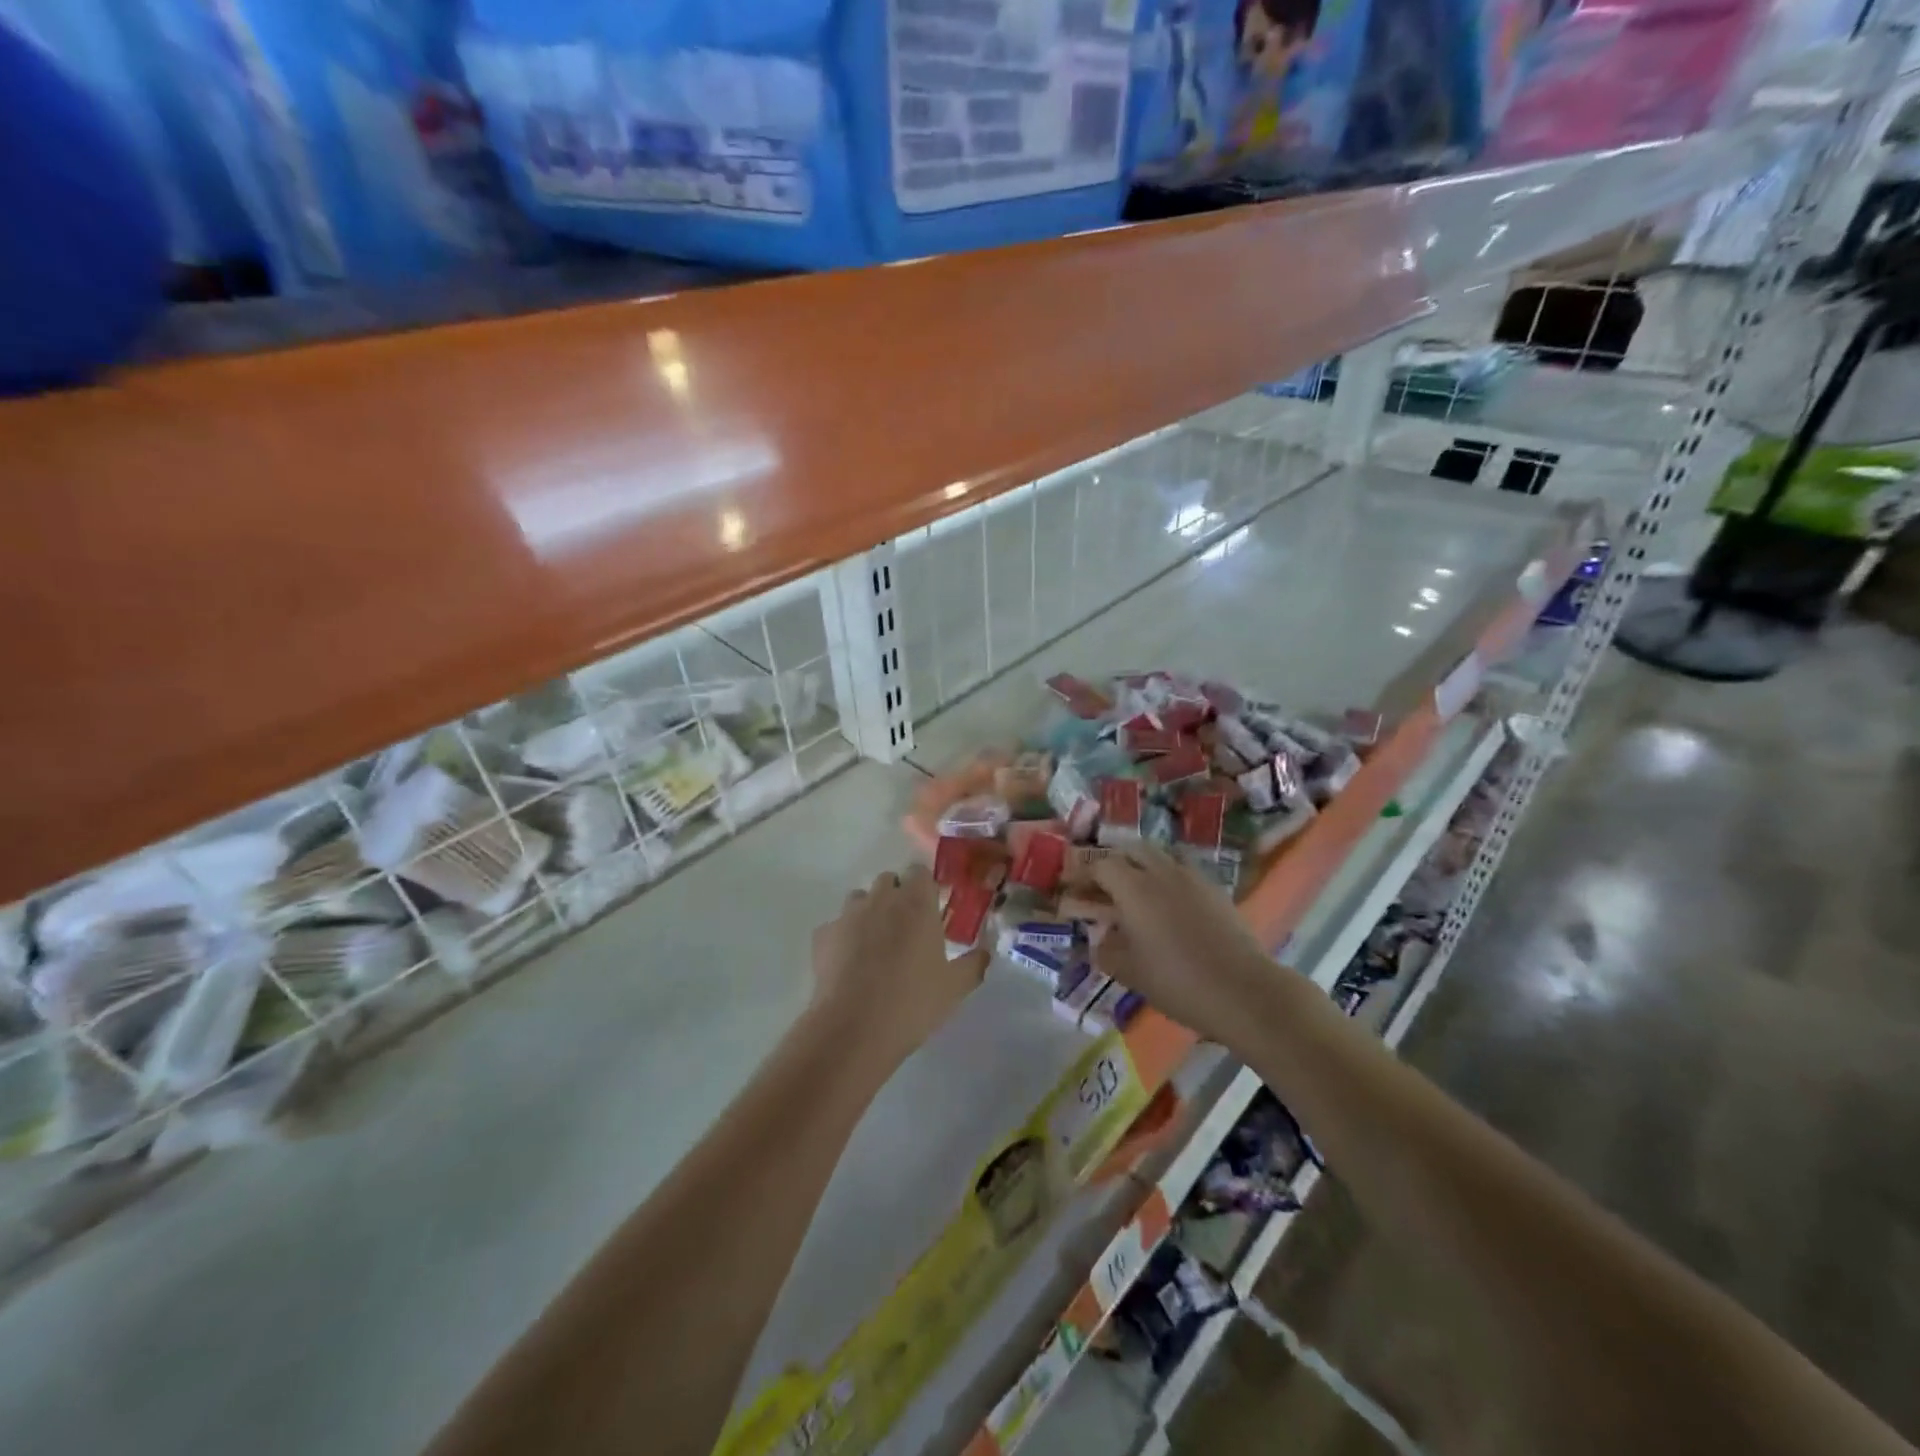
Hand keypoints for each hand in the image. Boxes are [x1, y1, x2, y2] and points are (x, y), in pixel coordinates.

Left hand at [810, 865, 987, 1071]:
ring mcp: (847, 915)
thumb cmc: (912, 1002)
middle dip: (897, 897)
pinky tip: (849, 965)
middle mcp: (881, 899)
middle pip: (889, 880)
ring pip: (860, 899)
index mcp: (916, 903)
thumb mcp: (955, 988)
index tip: (932, 910)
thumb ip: (975, 963)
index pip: (920, 871)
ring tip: (876, 946)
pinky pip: (836, 926)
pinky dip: (844, 937)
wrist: (853, 1028)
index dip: (925, 888)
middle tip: (907, 930)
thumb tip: (985, 952)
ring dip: (869, 912)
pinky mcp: (822, 935)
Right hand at [1092, 844, 1282, 1044]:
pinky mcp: (1215, 890)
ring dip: (1142, 866)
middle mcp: (1161, 872)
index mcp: (1134, 888)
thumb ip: (1106, 951)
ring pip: (1160, 856)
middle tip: (1104, 887)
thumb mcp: (1130, 973)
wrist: (1244, 991)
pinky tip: (1168, 906)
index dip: (1083, 875)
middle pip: (1132, 850)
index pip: (1101, 866)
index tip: (1072, 889)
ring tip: (1136, 892)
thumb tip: (1098, 940)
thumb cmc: (1178, 982)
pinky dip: (1167, 878)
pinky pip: (1183, 871)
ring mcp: (1192, 877)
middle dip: (1114, 863)